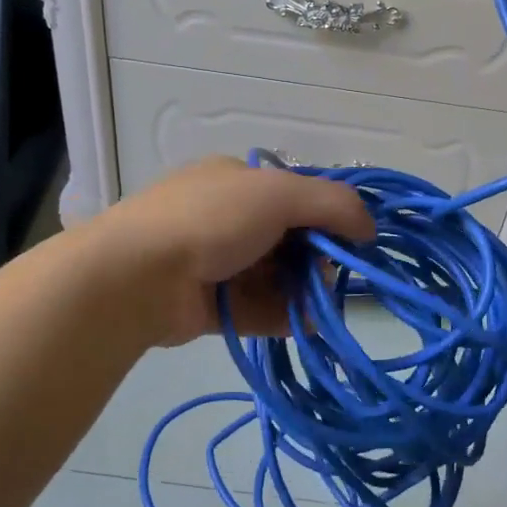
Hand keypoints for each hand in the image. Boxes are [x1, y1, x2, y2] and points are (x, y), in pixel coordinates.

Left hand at [93, 156, 375, 344]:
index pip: (295, 195)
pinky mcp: (210, 304)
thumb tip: (369, 226)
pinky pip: (257, 308)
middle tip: (328, 276)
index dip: (327, 216)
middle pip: (288, 239)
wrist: (137, 276)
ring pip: (274, 277)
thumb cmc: (211, 220)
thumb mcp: (279, 194)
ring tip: (320, 306)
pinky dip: (283, 316)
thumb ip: (333, 204)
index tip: (351, 241)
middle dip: (315, 258)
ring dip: (302, 291)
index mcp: (237, 181)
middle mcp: (226, 218)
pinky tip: (307, 326)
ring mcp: (214, 263)